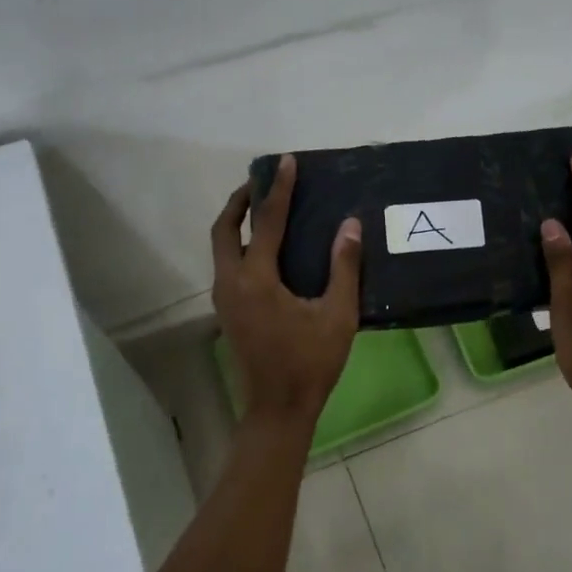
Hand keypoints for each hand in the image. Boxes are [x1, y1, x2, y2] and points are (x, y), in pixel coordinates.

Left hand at [211, 154, 362, 423]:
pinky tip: (263, 248)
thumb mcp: (337, 314)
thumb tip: (350, 225)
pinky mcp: (227, 311)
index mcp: (256, 279)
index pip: (267, 222)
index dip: (278, 190)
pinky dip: (239, 244)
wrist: (278, 409)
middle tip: (261, 181)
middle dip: (240, 201)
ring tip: (262, 208)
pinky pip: (227, 264)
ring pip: (220, 248)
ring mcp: (224, 298)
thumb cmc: (310, 362)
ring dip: (237, 222)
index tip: (286, 162)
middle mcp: (231, 282)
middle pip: (224, 229)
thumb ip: (344, 267)